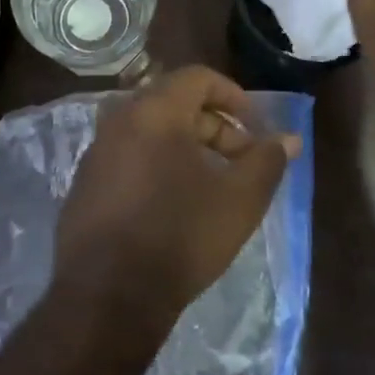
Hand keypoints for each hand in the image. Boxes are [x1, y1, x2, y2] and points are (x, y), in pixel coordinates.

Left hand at [52, 65, 299, 331]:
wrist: (107, 296)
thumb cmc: (180, 236)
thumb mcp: (239, 200)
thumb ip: (267, 161)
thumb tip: (289, 139)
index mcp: (154, 111)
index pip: (197, 77)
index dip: (234, 96)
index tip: (256, 127)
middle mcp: (119, 120)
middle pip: (174, 103)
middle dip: (214, 126)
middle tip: (241, 161)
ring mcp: (96, 151)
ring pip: (150, 131)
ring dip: (187, 146)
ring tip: (213, 184)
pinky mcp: (85, 182)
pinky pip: (129, 156)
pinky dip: (158, 164)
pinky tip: (174, 203)